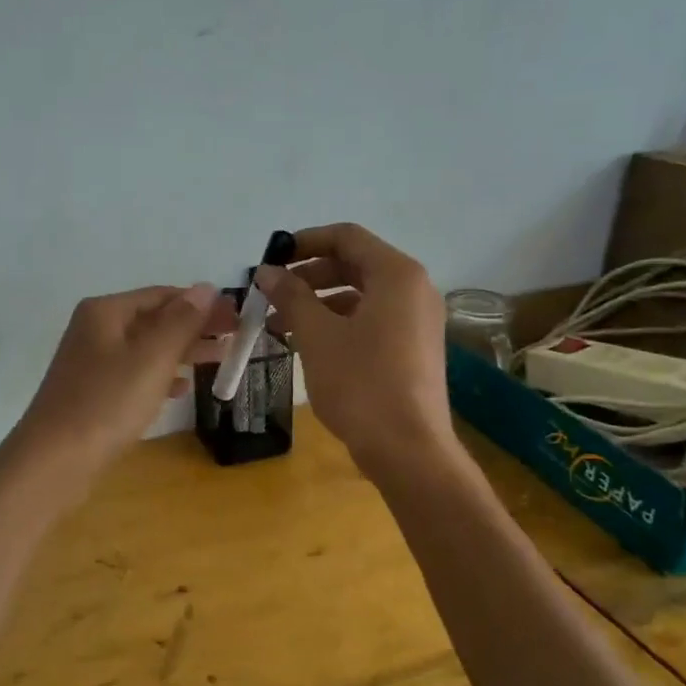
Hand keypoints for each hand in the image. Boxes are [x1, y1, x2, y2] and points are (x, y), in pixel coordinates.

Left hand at [3, 283, 235, 489]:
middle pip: (154, 320)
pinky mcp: (92, 393)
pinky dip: (160, 377)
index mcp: (106, 312)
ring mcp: (91, 363)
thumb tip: (206, 288)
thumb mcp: (152, 359)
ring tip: (220, 360)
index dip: (202, 304)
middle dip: (195, 328)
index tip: (237, 318)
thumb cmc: (106, 404)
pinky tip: (181, 390)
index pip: (163, 295)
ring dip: (182, 352)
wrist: (53, 462)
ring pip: (146, 349)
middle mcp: (95, 330)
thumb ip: (182, 322)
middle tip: (235, 339)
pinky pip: (134, 375)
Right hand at [255, 223, 454, 475]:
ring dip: (319, 303)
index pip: (347, 237)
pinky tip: (307, 344)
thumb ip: (291, 296)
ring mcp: (418, 321)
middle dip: (309, 276)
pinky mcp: (414, 349)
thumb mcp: (316, 335)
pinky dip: (339, 323)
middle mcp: (414, 290)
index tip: (272, 258)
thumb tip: (267, 271)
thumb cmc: (360, 383)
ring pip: (361, 295)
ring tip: (280, 323)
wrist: (407, 449)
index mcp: (396, 275)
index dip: (305, 241)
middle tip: (272, 294)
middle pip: (355, 265)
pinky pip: (372, 320)